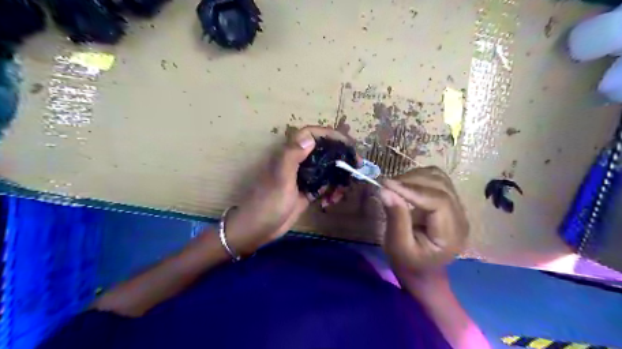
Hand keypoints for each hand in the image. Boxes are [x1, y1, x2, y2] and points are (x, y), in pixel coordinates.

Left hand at [225, 125, 351, 255]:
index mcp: (290, 154)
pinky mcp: (307, 191)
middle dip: (341, 157)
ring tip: (341, 193)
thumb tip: (311, 138)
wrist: (258, 228)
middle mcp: (298, 162)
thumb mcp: (281, 179)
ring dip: (337, 178)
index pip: (311, 134)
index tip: (347, 144)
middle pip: (323, 151)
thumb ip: (292, 156)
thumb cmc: (268, 203)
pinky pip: (324, 186)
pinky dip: (331, 191)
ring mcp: (303, 177)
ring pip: (327, 169)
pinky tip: (331, 202)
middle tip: (356, 167)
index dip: (330, 135)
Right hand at [376, 167, 468, 277]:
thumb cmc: (409, 263)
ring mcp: (457, 208)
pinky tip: (405, 185)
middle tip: (387, 185)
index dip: (412, 190)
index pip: (438, 201)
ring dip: (415, 177)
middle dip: (411, 181)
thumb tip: (385, 190)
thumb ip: (395, 218)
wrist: (422, 270)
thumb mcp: (398, 246)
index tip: (386, 184)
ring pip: (439, 178)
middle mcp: (460, 217)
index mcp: (450, 234)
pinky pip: (437, 180)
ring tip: (395, 185)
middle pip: (440, 186)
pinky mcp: (449, 202)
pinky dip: (419, 177)